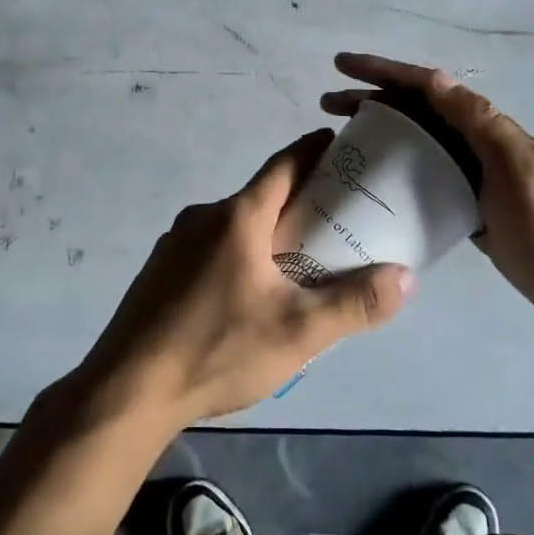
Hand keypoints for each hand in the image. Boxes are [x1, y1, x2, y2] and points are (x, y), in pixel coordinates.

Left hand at [76, 129, 414, 428]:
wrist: (128, 389)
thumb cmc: (217, 349)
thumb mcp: (297, 332)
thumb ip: (354, 303)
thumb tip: (405, 277)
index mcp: (238, 216)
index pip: (284, 164)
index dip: (313, 150)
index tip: (339, 144)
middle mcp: (204, 216)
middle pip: (260, 195)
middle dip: (298, 200)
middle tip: (335, 218)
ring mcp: (175, 242)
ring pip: (234, 224)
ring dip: (266, 231)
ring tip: (297, 262)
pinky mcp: (160, 269)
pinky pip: (210, 246)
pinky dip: (237, 253)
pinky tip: (247, 293)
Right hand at [322, 53, 533, 330]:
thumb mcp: (518, 168)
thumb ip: (479, 123)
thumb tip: (436, 78)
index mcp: (487, 128)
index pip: (428, 87)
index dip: (384, 71)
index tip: (341, 66)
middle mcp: (477, 144)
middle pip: (417, 111)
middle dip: (371, 100)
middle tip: (327, 105)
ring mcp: (475, 177)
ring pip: (418, 143)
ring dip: (380, 134)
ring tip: (340, 141)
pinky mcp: (470, 208)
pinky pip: (425, 178)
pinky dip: (397, 172)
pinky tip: (374, 185)